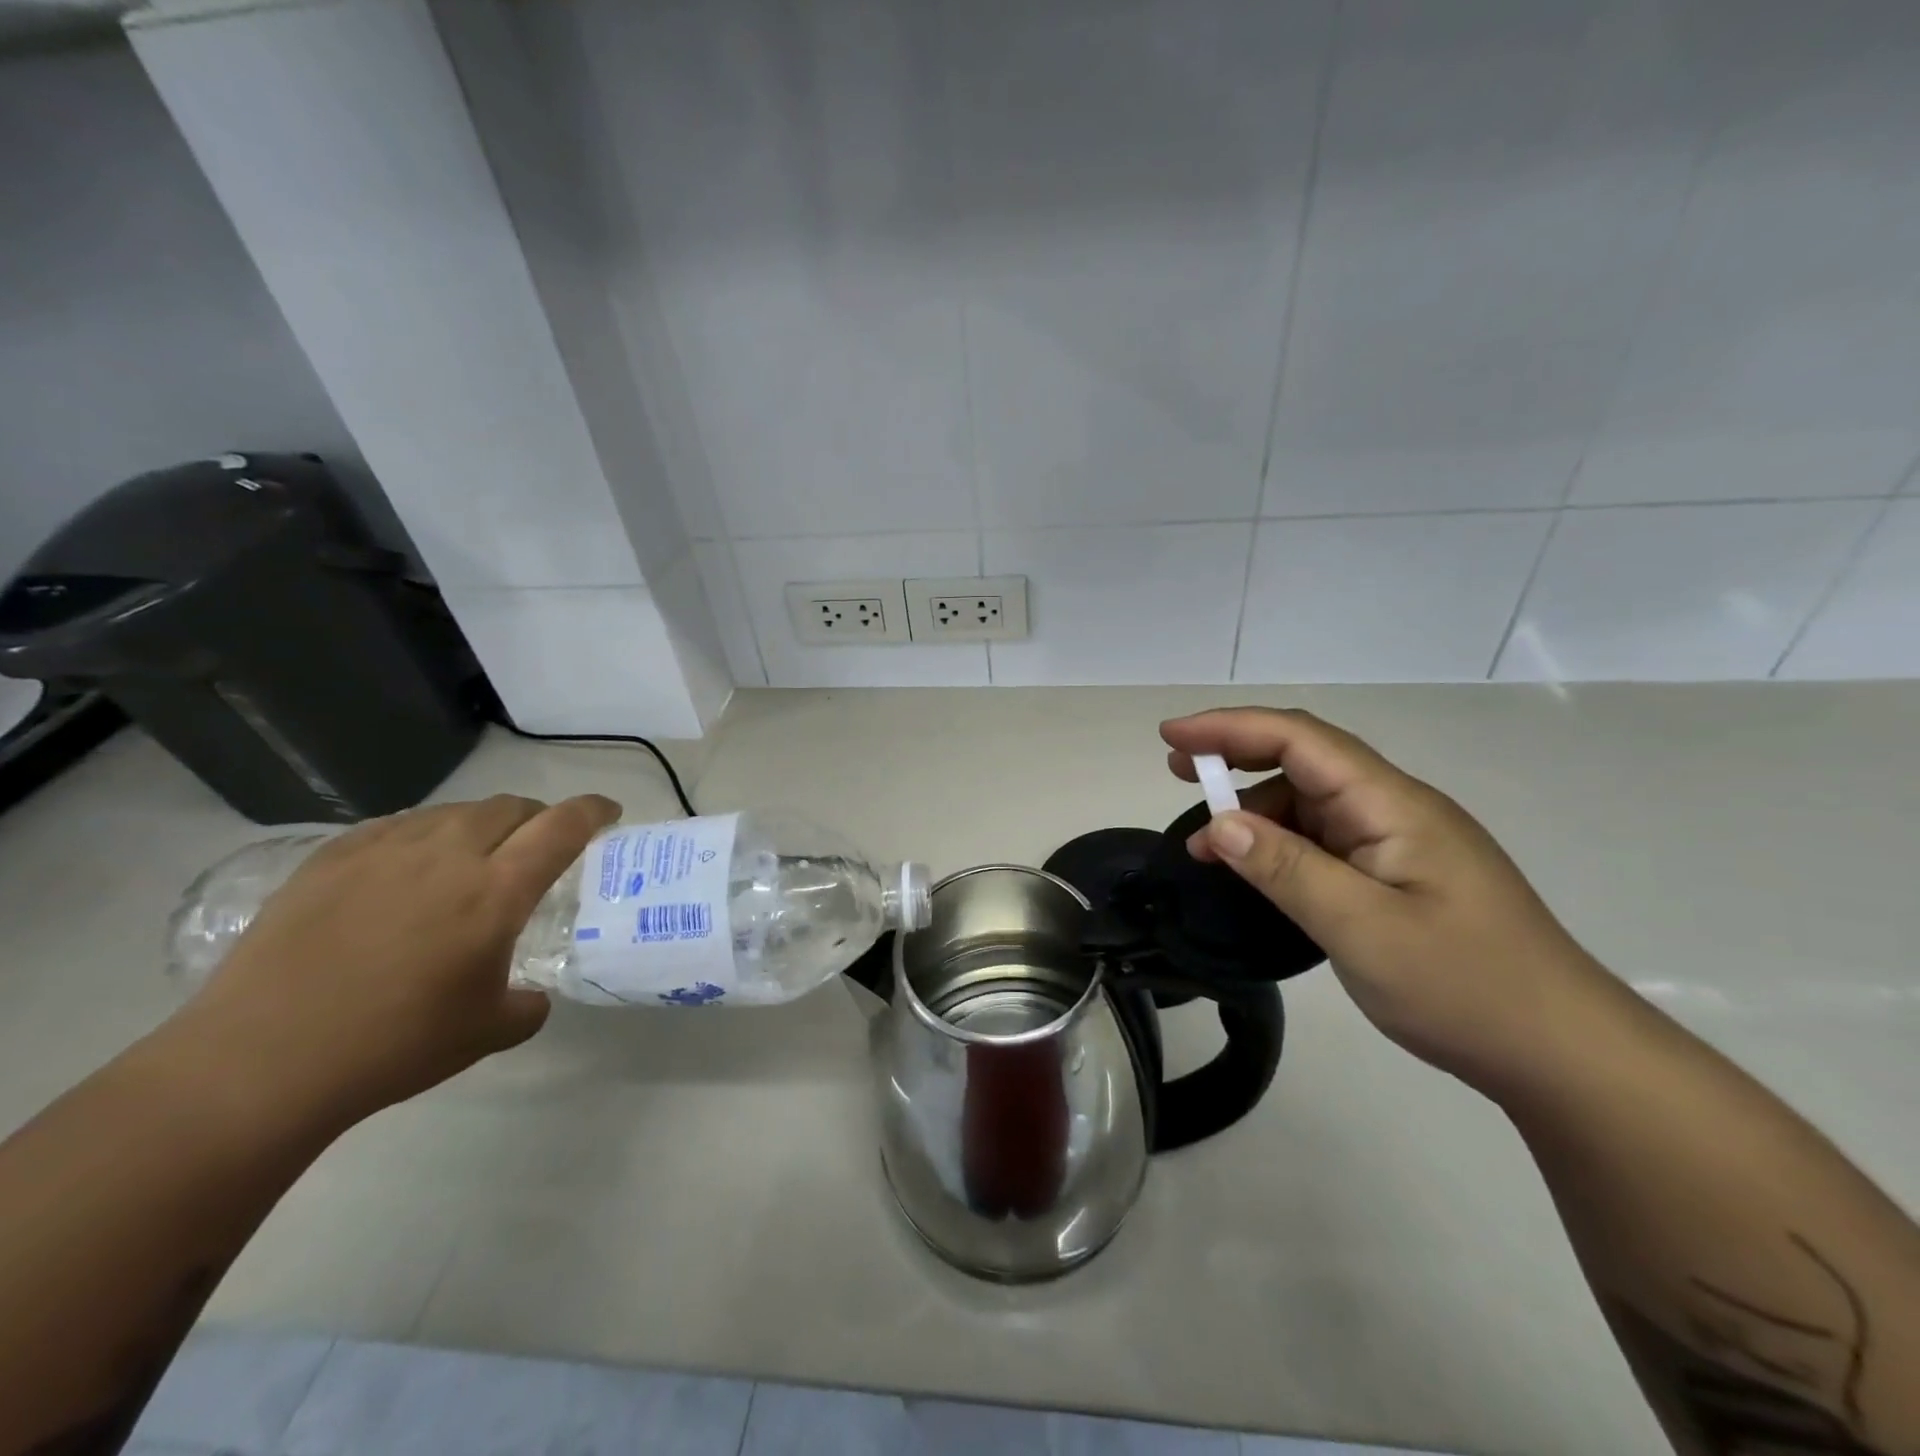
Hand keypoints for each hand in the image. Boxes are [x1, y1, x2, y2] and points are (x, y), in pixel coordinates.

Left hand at [174, 794, 620, 1128]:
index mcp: (497, 891)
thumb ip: (528, 1005)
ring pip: (455, 811)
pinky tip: (410, 869)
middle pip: (511, 807)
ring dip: (482, 824)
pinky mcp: (332, 858)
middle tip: (539, 844)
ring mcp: (385, 850)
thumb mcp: (487, 1032)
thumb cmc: (393, 1046)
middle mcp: (448, 855)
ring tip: (474, 857)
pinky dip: (425, 836)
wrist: (259, 1063)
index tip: (608, 813)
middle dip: (538, 817)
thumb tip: (532, 996)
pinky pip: (398, 825)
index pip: (563, 825)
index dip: (593, 810)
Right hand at [1162, 708, 1609, 1094]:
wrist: (1561, 1053)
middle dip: (1236, 755)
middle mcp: (1394, 809)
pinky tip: (1256, 871)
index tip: (1172, 736)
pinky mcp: (1397, 875)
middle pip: (1305, 760)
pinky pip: (1324, 841)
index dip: (1231, 728)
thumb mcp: (1362, 928)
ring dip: (1254, 811)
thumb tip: (1218, 823)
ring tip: (1205, 846)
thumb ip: (1286, 869)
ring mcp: (1398, 842)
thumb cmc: (1465, 986)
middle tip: (1177, 769)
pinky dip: (1279, 845)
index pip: (1300, 740)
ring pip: (1311, 802)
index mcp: (1392, 804)